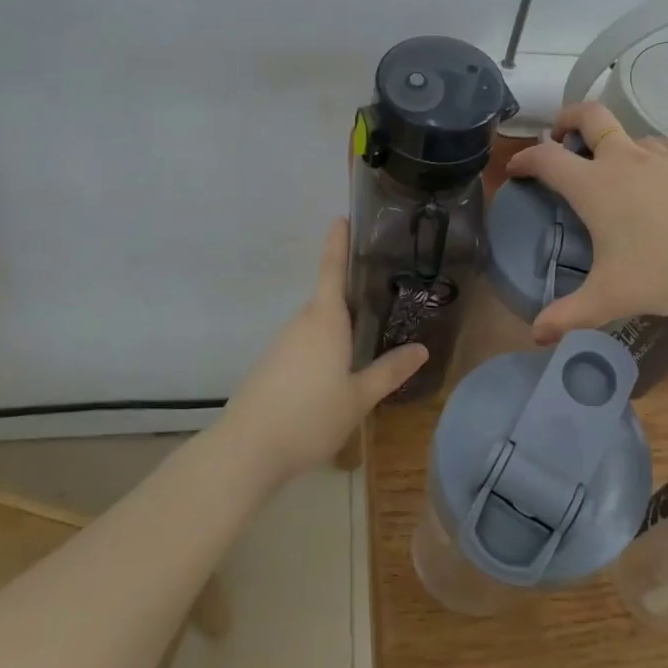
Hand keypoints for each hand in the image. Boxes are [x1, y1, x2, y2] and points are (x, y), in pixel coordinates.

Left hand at [220, 219, 426, 484]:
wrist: (246, 450)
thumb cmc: (309, 416)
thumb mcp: (358, 397)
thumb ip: (389, 371)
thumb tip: (422, 349)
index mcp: (325, 320)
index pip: (332, 270)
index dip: (337, 243)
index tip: (341, 217)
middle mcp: (301, 324)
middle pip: (327, 299)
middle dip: (350, 295)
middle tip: (382, 294)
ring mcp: (281, 345)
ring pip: (316, 326)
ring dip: (337, 328)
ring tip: (366, 339)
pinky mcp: (270, 366)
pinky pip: (303, 346)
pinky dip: (321, 349)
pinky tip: (334, 374)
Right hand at [503, 101, 667, 343]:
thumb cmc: (667, 270)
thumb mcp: (611, 298)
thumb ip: (569, 315)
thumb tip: (536, 335)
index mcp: (594, 185)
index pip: (546, 158)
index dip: (524, 159)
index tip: (515, 168)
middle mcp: (624, 159)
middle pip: (588, 115)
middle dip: (566, 118)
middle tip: (558, 135)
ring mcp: (662, 154)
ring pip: (628, 132)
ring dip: (611, 142)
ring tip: (613, 170)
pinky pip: (660, 147)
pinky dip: (647, 156)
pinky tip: (658, 181)